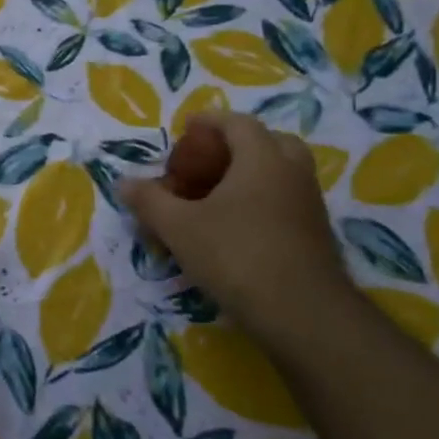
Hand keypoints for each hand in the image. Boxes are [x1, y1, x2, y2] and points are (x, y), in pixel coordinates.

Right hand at [122, 112, 353, 347]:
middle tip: (205, 163)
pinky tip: (235, 227)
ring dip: (248, 175)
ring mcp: (309, 204)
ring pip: (279, 173)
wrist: (304, 316)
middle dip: (234, 147)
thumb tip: (123, 183)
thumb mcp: (179, 227)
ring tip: (214, 197)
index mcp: (262, 158)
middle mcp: (291, 172)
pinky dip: (261, 201)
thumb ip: (149, 201)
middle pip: (267, 142)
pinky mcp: (315, 234)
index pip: (237, 123)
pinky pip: (285, 200)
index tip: (185, 130)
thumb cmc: (237, 256)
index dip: (208, 122)